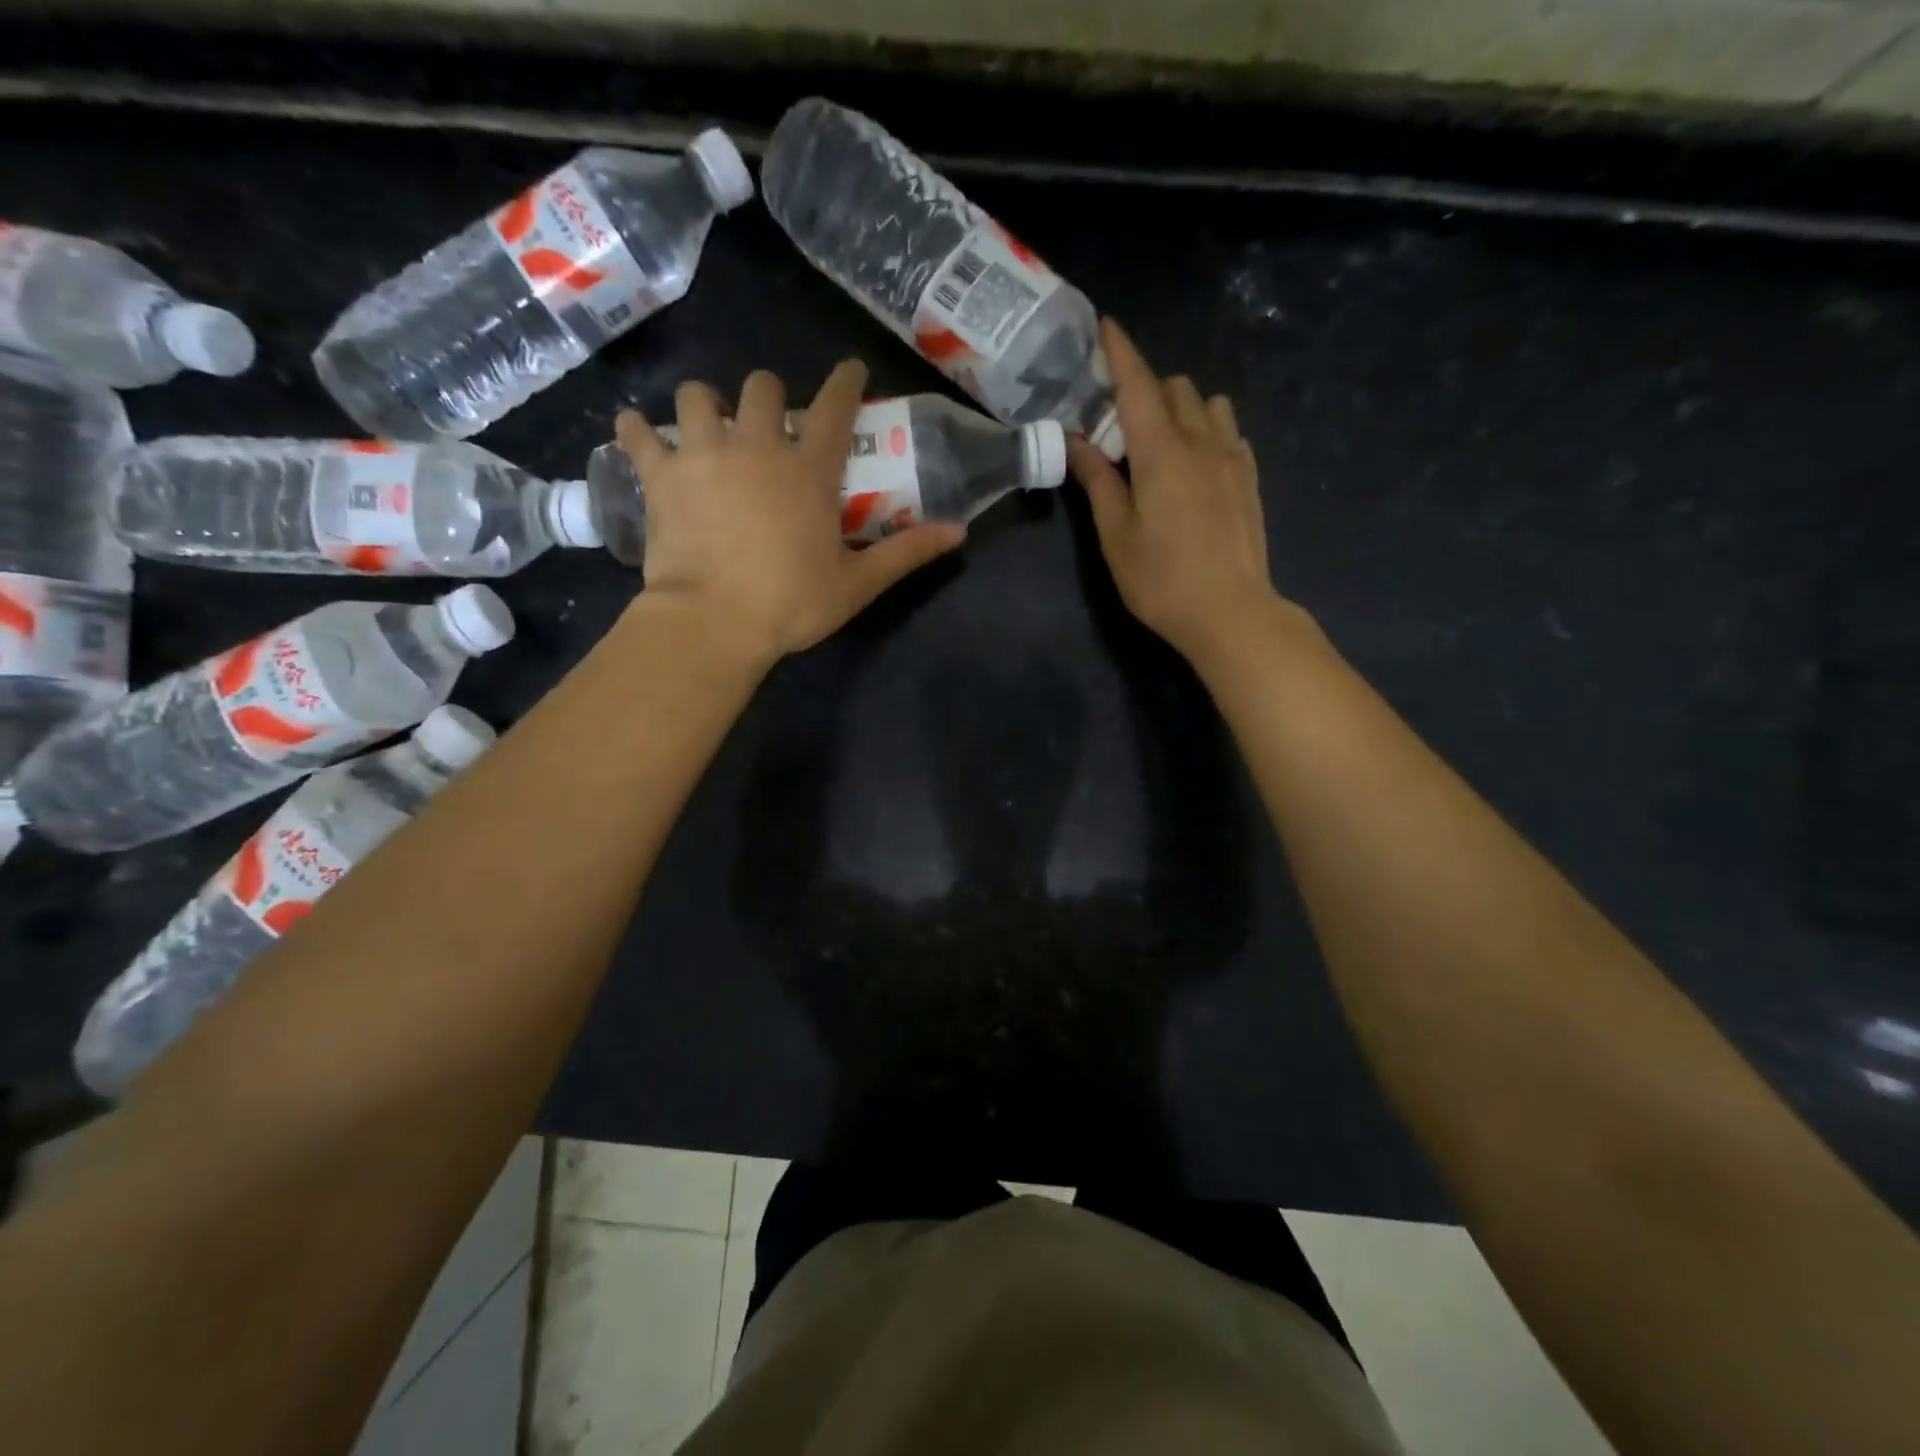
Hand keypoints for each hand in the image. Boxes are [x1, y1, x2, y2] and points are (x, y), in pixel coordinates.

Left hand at [616, 361, 963, 667]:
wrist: (713, 623)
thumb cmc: (791, 603)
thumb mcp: (858, 583)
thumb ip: (906, 552)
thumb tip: (959, 532)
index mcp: (809, 469)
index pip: (834, 406)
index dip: (845, 381)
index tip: (850, 369)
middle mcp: (756, 445)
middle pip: (760, 386)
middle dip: (767, 396)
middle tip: (767, 424)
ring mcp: (703, 454)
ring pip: (697, 396)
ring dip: (705, 405)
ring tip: (708, 428)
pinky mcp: (660, 475)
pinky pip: (638, 432)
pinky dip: (637, 430)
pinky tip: (639, 434)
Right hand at [1069, 319, 1279, 665]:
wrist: (1231, 612)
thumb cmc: (1162, 579)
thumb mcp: (1115, 535)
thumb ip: (1097, 481)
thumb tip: (1076, 439)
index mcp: (1161, 451)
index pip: (1137, 384)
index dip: (1119, 352)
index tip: (1104, 325)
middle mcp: (1202, 440)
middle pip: (1174, 387)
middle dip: (1145, 389)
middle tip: (1120, 425)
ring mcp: (1233, 456)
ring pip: (1208, 404)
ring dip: (1181, 408)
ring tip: (1161, 444)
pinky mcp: (1250, 477)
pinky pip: (1229, 431)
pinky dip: (1208, 430)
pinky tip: (1194, 465)